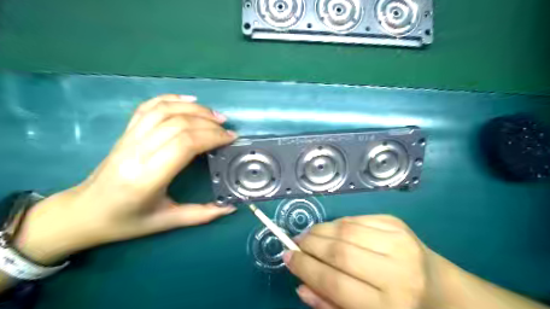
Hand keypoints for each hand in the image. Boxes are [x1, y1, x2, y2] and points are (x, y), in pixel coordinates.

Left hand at [14, 94, 237, 265]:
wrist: (84, 212)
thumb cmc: (126, 220)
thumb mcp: (166, 222)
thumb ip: (201, 214)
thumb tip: (230, 207)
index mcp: (147, 177)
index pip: (185, 144)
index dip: (212, 137)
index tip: (231, 139)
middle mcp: (137, 152)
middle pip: (178, 124)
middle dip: (208, 123)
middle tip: (227, 130)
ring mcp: (129, 138)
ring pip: (164, 111)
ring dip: (194, 109)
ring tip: (215, 115)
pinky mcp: (126, 132)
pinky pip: (148, 107)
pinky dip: (171, 98)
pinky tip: (190, 99)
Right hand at [286, 215, 435, 308]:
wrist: (441, 289)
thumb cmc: (400, 308)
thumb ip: (331, 305)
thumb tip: (301, 285)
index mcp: (389, 306)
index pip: (335, 283)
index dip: (305, 267)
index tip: (287, 257)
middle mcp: (397, 272)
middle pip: (339, 252)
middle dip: (310, 245)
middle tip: (296, 243)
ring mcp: (399, 242)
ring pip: (346, 229)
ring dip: (320, 230)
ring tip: (309, 235)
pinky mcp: (397, 224)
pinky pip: (357, 219)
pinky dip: (337, 223)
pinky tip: (331, 230)